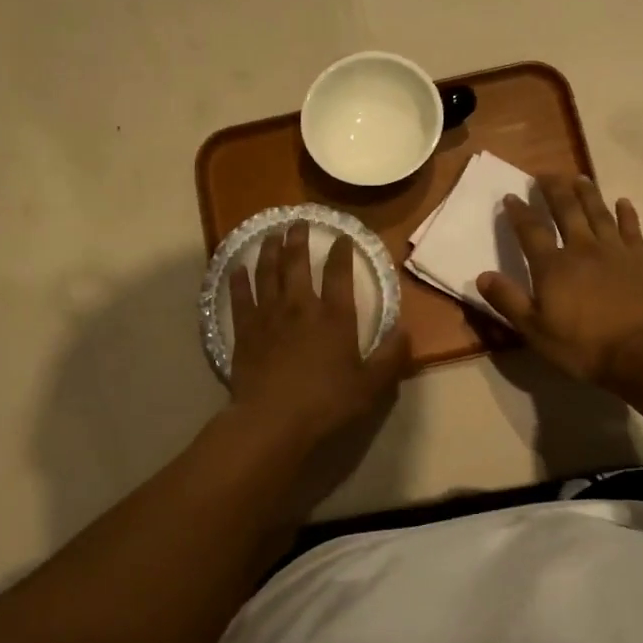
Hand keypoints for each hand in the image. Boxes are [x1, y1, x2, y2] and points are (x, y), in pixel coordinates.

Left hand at [230, 222, 409, 443]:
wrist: (273, 420)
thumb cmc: (326, 403)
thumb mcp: (370, 385)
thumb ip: (390, 357)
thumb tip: (405, 330)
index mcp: (334, 317)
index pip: (339, 274)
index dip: (342, 252)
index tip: (342, 236)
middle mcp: (300, 307)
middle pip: (297, 263)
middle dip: (298, 239)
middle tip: (298, 222)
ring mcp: (269, 316)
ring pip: (267, 272)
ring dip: (269, 250)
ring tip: (271, 233)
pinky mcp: (244, 330)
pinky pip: (240, 297)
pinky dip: (238, 279)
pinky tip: (236, 267)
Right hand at [477, 176, 642, 384]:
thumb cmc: (583, 346)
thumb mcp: (535, 330)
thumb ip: (508, 301)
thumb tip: (482, 275)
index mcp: (552, 266)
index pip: (531, 231)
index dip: (519, 212)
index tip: (510, 196)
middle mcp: (582, 249)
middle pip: (566, 211)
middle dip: (553, 190)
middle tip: (545, 174)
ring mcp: (615, 251)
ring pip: (598, 213)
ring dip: (587, 193)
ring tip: (579, 178)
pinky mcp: (641, 260)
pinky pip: (631, 229)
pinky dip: (626, 213)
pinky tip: (622, 202)